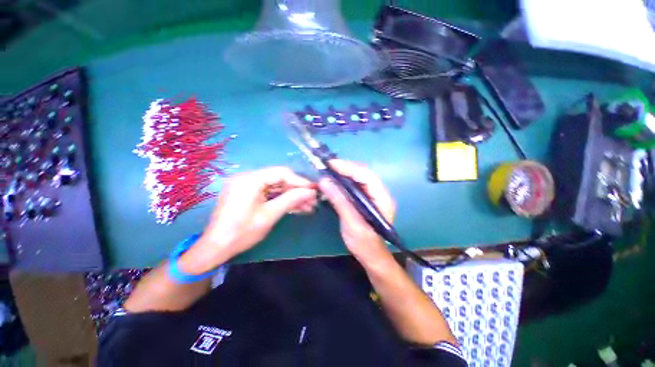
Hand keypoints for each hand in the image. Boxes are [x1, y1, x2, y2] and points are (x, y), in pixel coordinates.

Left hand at [183, 167, 316, 272]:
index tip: (314, 189)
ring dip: (292, 196)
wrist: (216, 248)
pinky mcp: (249, 194)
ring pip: (276, 187)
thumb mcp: (269, 215)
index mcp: (250, 180)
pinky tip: (296, 207)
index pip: (281, 173)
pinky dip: (282, 200)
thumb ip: (291, 200)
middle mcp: (248, 178)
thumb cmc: (241, 233)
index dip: (300, 181)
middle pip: (279, 179)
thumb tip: (311, 191)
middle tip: (313, 200)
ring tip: (308, 206)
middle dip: (297, 190)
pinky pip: (270, 193)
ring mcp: (248, 186)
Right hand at [318, 160, 395, 265]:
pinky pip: (355, 185)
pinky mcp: (365, 199)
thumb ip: (340, 201)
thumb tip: (324, 181)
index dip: (349, 168)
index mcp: (382, 198)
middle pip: (363, 173)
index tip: (331, 164)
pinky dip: (344, 181)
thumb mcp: (351, 223)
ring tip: (329, 171)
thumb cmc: (364, 244)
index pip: (366, 176)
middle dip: (345, 168)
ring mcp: (373, 195)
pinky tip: (334, 181)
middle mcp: (379, 193)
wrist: (372, 256)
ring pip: (358, 178)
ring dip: (344, 173)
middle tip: (328, 166)